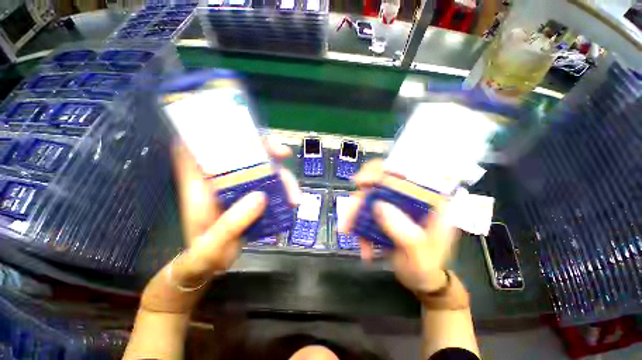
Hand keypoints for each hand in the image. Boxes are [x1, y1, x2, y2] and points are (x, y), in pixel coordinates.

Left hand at [140, 139, 299, 313]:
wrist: (207, 267)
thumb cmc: (202, 257)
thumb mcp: (212, 245)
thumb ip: (232, 224)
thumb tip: (261, 197)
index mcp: (200, 185)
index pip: (200, 146)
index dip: (215, 131)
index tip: (236, 128)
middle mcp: (219, 181)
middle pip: (241, 154)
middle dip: (265, 150)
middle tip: (285, 154)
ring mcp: (237, 188)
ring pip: (261, 171)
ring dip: (281, 178)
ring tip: (296, 198)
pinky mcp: (250, 197)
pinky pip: (269, 185)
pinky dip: (283, 190)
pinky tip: (292, 202)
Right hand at [339, 159, 459, 293]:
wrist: (422, 280)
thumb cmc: (427, 267)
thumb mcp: (420, 253)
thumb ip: (405, 231)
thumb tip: (379, 205)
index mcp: (428, 199)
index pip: (405, 170)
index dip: (381, 170)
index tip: (361, 181)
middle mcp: (410, 197)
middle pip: (379, 183)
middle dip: (360, 198)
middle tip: (347, 214)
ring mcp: (394, 205)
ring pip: (368, 198)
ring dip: (354, 214)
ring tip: (347, 231)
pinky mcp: (384, 214)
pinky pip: (365, 213)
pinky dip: (358, 226)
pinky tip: (362, 245)